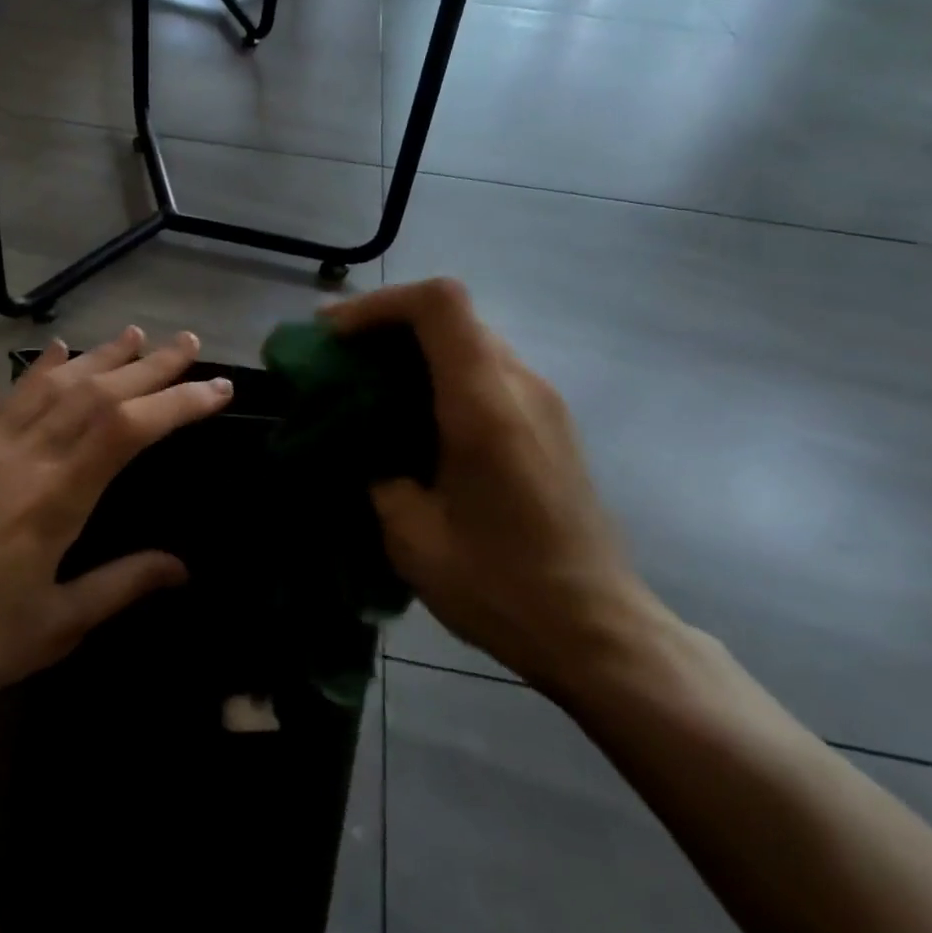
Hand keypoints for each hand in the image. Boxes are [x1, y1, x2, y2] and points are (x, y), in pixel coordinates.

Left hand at [0, 327, 232, 709]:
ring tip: (136, 335)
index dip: (176, 402)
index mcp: (53, 498)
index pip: (126, 429)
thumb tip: (181, 566)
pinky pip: (9, 398)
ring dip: (100, 356)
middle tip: (188, 342)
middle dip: (149, 366)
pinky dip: (41, 370)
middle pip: (96, 393)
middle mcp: (22, 457)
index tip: (216, 388)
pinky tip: (58, 350)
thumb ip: (122, 584)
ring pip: (52, 385)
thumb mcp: (58, 624)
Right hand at [322, 279, 667, 697]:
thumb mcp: (413, 537)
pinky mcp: (550, 422)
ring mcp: (543, 401)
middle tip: (336, 352)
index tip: (334, 333)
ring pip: (470, 339)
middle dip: (387, 322)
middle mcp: (520, 387)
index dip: (380, 303)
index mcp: (484, 406)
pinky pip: (488, 370)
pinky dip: (442, 371)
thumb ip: (379, 474)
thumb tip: (367, 445)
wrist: (596, 629)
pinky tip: (416, 414)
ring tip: (368, 380)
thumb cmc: (501, 586)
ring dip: (415, 347)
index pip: (439, 305)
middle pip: (452, 314)